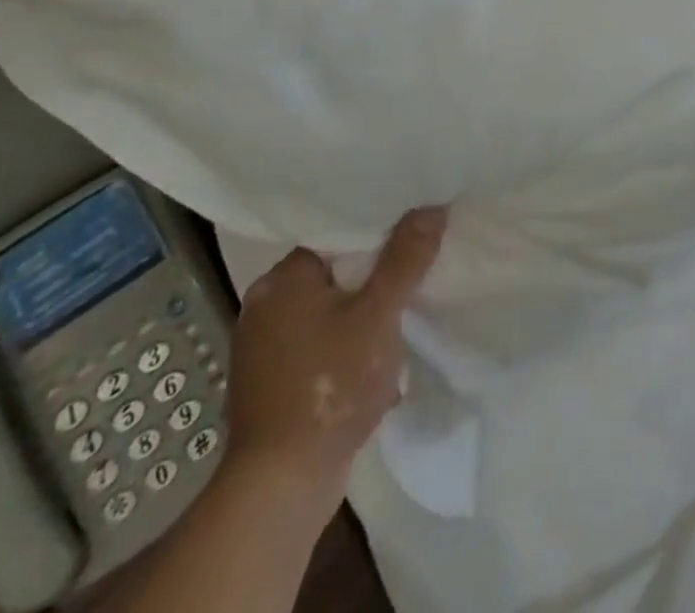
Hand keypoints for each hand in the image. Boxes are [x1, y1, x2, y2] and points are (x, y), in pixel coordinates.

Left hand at [221, 207, 446, 525]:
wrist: (281, 487)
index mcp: (282, 280)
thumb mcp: (379, 314)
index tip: (413, 236)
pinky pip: (319, 348)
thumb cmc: (330, 385)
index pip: (337, 236)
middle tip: (415, 280)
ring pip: (329, 313)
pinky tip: (375, 368)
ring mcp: (264, 349)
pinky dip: (346, 351)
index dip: (378, 234)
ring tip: (400, 326)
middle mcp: (264, 306)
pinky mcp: (271, 384)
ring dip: (364, 320)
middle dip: (375, 282)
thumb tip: (431, 208)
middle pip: (334, 274)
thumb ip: (405, 258)